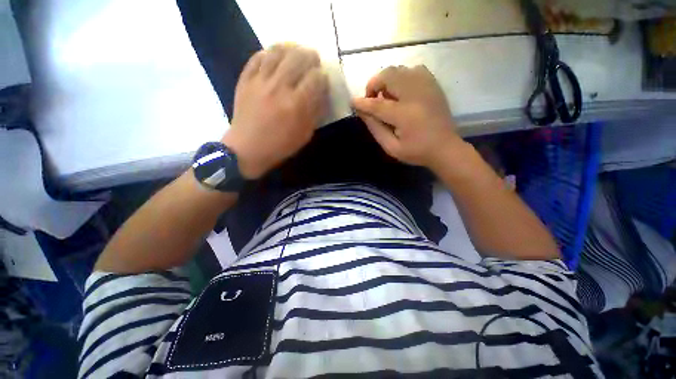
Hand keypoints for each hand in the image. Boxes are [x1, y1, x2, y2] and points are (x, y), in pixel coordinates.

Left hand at [222, 44, 328, 178]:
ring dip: (291, 48)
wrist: (248, 148)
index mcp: (296, 105)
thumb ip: (316, 112)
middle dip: (311, 56)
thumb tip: (322, 93)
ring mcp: (260, 81)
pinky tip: (276, 55)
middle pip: (298, 58)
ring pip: (278, 52)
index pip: (315, 78)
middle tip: (314, 61)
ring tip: (297, 52)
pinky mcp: (246, 79)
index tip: (323, 79)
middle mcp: (279, 87)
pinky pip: (257, 57)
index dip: (323, 76)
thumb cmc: (281, 145)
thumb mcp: (305, 134)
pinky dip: (269, 52)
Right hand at [352, 65, 462, 170]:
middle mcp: (415, 95)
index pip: (377, 104)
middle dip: (374, 85)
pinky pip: (413, 70)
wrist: (445, 147)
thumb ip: (375, 129)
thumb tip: (362, 112)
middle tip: (372, 99)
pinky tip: (401, 92)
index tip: (352, 102)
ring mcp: (426, 86)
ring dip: (386, 80)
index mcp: (404, 114)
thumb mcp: (391, 147)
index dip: (362, 102)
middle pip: (388, 76)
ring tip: (386, 97)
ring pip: (399, 70)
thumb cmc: (416, 151)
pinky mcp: (433, 84)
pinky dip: (401, 77)